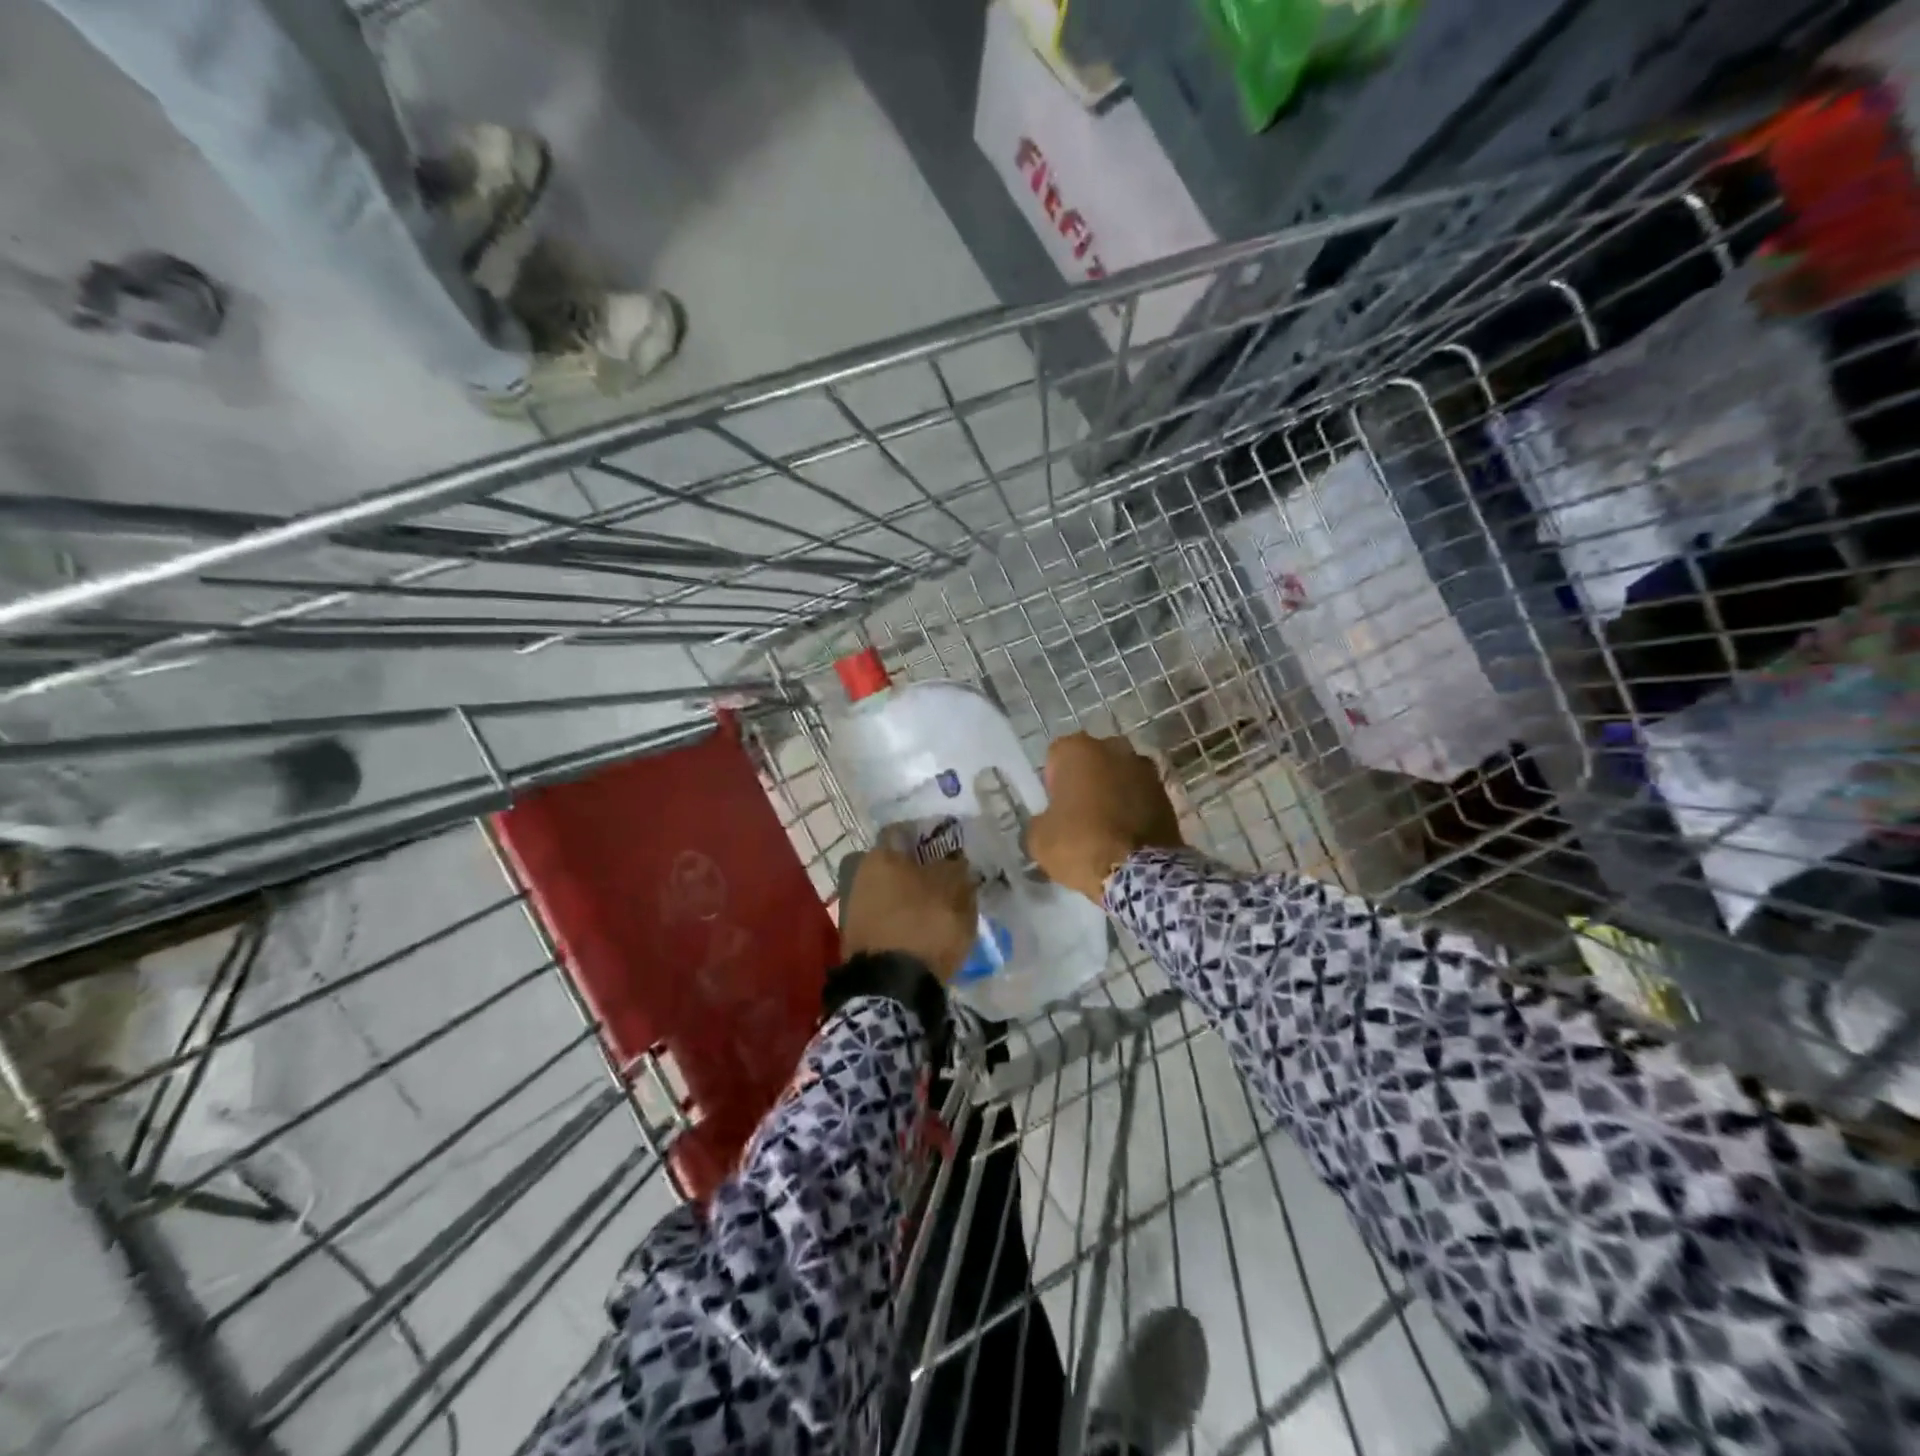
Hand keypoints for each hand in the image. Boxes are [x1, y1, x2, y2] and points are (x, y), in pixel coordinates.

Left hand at [839, 847, 978, 982]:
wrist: (891, 987)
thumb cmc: (925, 925)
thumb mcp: (956, 892)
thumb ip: (957, 868)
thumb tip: (955, 859)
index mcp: (882, 854)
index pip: (906, 833)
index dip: (930, 839)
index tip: (949, 850)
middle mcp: (860, 873)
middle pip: (896, 864)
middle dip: (920, 871)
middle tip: (947, 882)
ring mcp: (854, 907)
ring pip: (891, 892)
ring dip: (911, 898)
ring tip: (939, 912)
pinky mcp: (857, 937)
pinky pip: (886, 918)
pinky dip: (903, 921)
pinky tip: (923, 932)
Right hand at [1030, 733, 1184, 902]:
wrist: (1140, 872)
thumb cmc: (1080, 844)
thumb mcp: (1038, 838)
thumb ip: (1041, 819)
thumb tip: (1050, 821)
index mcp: (1077, 750)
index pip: (1056, 757)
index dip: (1053, 782)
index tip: (1055, 807)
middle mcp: (1114, 748)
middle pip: (1091, 761)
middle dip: (1086, 781)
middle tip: (1079, 815)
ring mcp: (1145, 769)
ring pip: (1119, 776)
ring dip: (1112, 793)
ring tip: (1106, 827)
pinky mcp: (1167, 793)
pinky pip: (1140, 796)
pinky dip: (1133, 808)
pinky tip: (1127, 835)